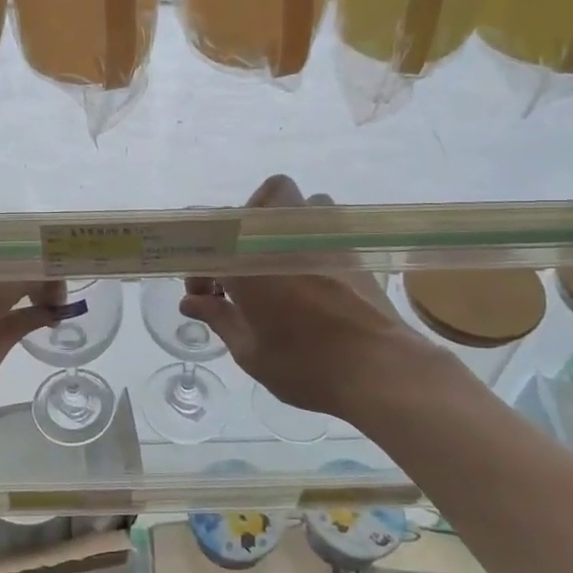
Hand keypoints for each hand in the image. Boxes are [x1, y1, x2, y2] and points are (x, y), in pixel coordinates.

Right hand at [180, 175, 449, 418]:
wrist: (380, 370)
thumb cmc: (305, 366)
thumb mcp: (250, 352)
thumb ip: (219, 318)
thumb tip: (191, 302)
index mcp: (249, 261)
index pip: (212, 238)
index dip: (201, 264)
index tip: (203, 293)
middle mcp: (284, 237)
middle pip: (259, 202)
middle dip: (243, 228)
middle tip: (242, 266)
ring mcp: (324, 237)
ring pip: (301, 202)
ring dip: (283, 221)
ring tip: (278, 260)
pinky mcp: (353, 248)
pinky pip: (328, 223)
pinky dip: (311, 237)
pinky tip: (309, 273)